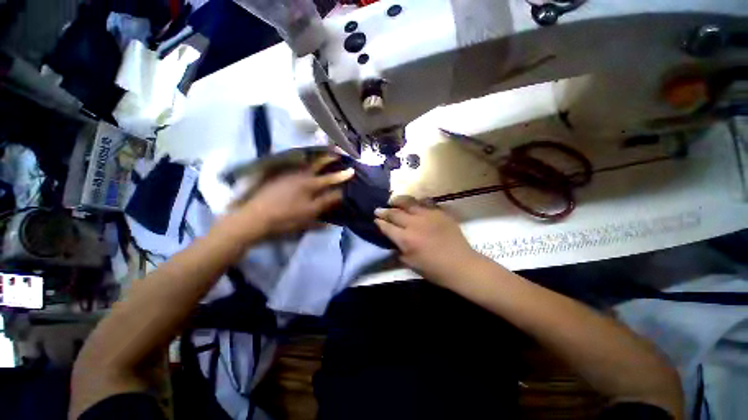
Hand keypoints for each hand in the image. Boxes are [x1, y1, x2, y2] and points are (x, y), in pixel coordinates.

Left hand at [220, 155, 353, 243]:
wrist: (254, 218)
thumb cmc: (286, 218)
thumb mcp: (309, 214)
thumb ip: (326, 203)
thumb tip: (340, 195)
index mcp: (310, 185)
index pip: (330, 178)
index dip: (342, 175)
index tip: (352, 170)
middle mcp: (300, 175)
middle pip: (317, 163)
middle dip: (328, 157)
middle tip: (337, 151)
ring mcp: (287, 174)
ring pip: (305, 163)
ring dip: (316, 158)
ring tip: (323, 155)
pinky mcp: (278, 177)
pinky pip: (295, 166)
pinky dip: (303, 163)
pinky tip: (304, 164)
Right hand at [374, 196, 480, 283]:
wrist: (461, 265)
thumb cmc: (434, 269)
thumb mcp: (410, 264)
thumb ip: (398, 250)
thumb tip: (392, 240)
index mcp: (406, 239)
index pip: (387, 227)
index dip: (379, 222)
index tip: (375, 219)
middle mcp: (414, 224)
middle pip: (395, 213)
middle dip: (384, 211)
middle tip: (378, 209)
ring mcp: (428, 215)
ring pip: (408, 203)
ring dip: (398, 201)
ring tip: (392, 200)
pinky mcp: (439, 212)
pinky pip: (424, 203)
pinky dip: (415, 202)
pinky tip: (413, 204)